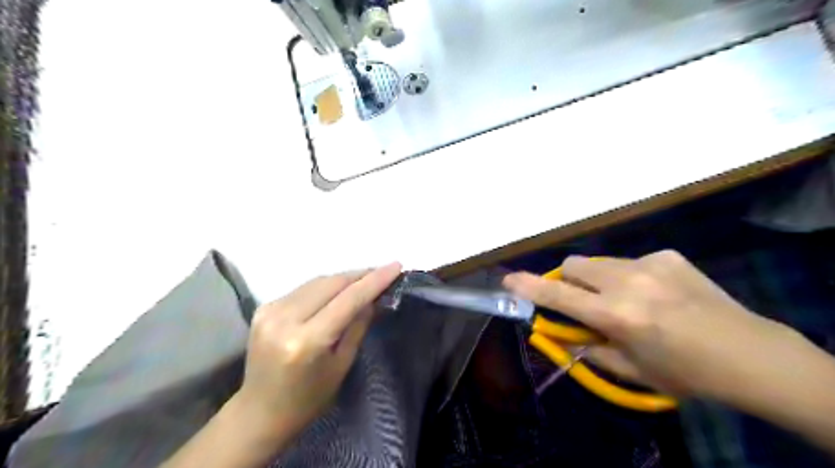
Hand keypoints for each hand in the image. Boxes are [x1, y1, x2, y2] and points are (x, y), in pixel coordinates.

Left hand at [234, 261, 404, 439]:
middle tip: (383, 272)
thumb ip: (358, 325)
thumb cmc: (309, 398)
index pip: (348, 300)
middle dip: (360, 275)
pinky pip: (303, 288)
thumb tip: (373, 297)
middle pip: (331, 283)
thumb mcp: (342, 365)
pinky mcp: (263, 308)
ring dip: (343, 278)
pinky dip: (325, 286)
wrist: (260, 411)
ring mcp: (270, 311)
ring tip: (364, 279)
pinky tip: (337, 290)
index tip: (395, 266)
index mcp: (307, 341)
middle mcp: (285, 319)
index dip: (374, 281)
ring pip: (317, 281)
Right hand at [502, 251, 801, 399]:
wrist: (750, 354)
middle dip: (569, 280)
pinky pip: (631, 261)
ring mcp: (650, 264)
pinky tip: (657, 293)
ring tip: (629, 299)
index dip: (530, 287)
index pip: (559, 296)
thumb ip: (590, 348)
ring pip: (601, 262)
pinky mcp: (668, 255)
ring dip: (600, 279)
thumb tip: (564, 334)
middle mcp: (628, 282)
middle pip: (574, 264)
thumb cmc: (686, 373)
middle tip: (585, 300)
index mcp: (617, 315)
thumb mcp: (631, 370)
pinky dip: (630, 276)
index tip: (509, 280)